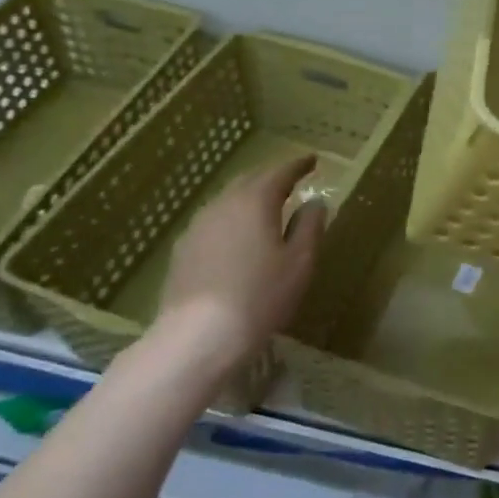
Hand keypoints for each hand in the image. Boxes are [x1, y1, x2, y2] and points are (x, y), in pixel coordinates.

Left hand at [152, 153, 325, 369]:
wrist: (198, 336)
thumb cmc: (260, 296)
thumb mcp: (300, 262)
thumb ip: (310, 226)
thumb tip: (316, 202)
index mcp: (255, 201)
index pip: (280, 172)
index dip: (298, 165)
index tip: (312, 160)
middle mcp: (223, 204)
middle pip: (250, 180)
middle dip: (271, 177)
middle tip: (290, 180)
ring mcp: (197, 226)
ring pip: (227, 200)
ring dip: (249, 198)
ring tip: (265, 208)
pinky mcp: (182, 250)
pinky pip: (213, 222)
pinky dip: (231, 220)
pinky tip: (236, 238)